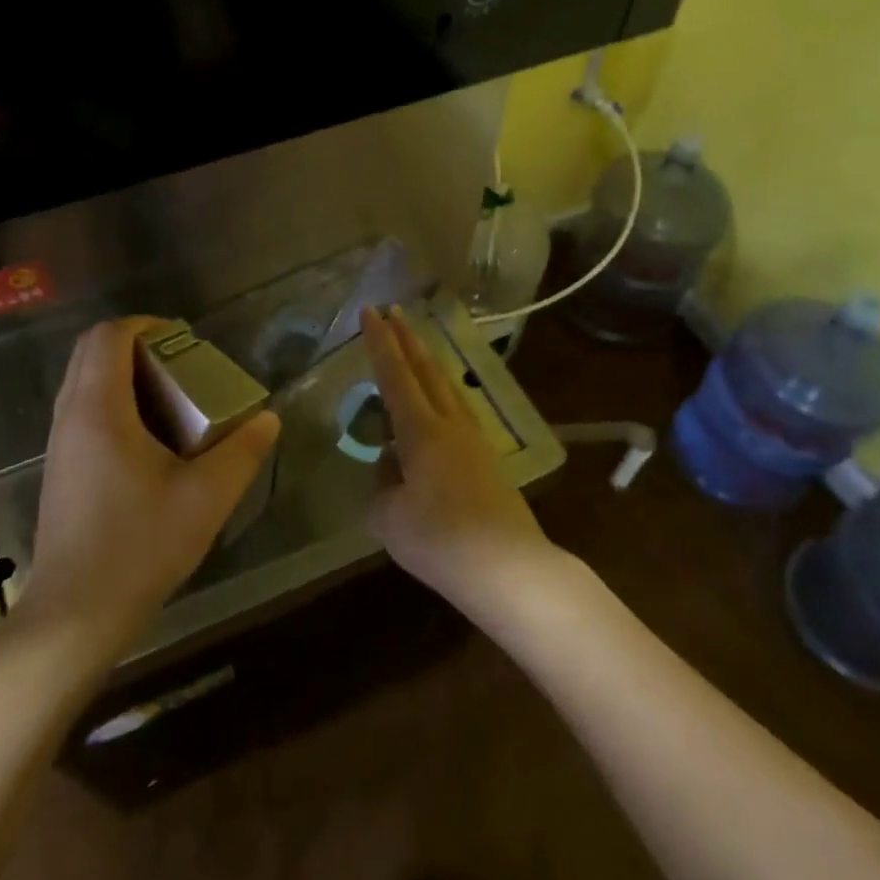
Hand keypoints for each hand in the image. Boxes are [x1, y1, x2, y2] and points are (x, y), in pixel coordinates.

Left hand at [19, 318, 280, 658]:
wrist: (75, 613)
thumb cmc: (139, 547)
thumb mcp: (205, 498)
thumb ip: (242, 452)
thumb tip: (268, 419)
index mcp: (100, 410)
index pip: (109, 336)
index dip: (145, 325)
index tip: (183, 338)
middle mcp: (71, 416)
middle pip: (90, 351)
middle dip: (135, 344)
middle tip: (180, 363)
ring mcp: (60, 443)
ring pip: (83, 380)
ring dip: (122, 373)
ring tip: (171, 397)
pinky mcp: (60, 468)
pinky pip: (82, 409)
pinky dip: (112, 400)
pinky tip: (149, 438)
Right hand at [359, 305, 556, 612]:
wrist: (509, 568)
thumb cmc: (440, 540)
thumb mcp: (389, 517)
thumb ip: (383, 485)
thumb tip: (392, 467)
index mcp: (422, 431)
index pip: (395, 375)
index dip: (380, 342)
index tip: (370, 311)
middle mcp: (450, 425)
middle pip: (427, 371)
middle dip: (408, 339)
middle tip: (394, 310)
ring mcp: (475, 442)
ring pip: (448, 388)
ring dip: (428, 362)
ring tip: (417, 347)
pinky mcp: (488, 463)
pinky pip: (459, 411)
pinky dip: (442, 394)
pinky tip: (440, 406)